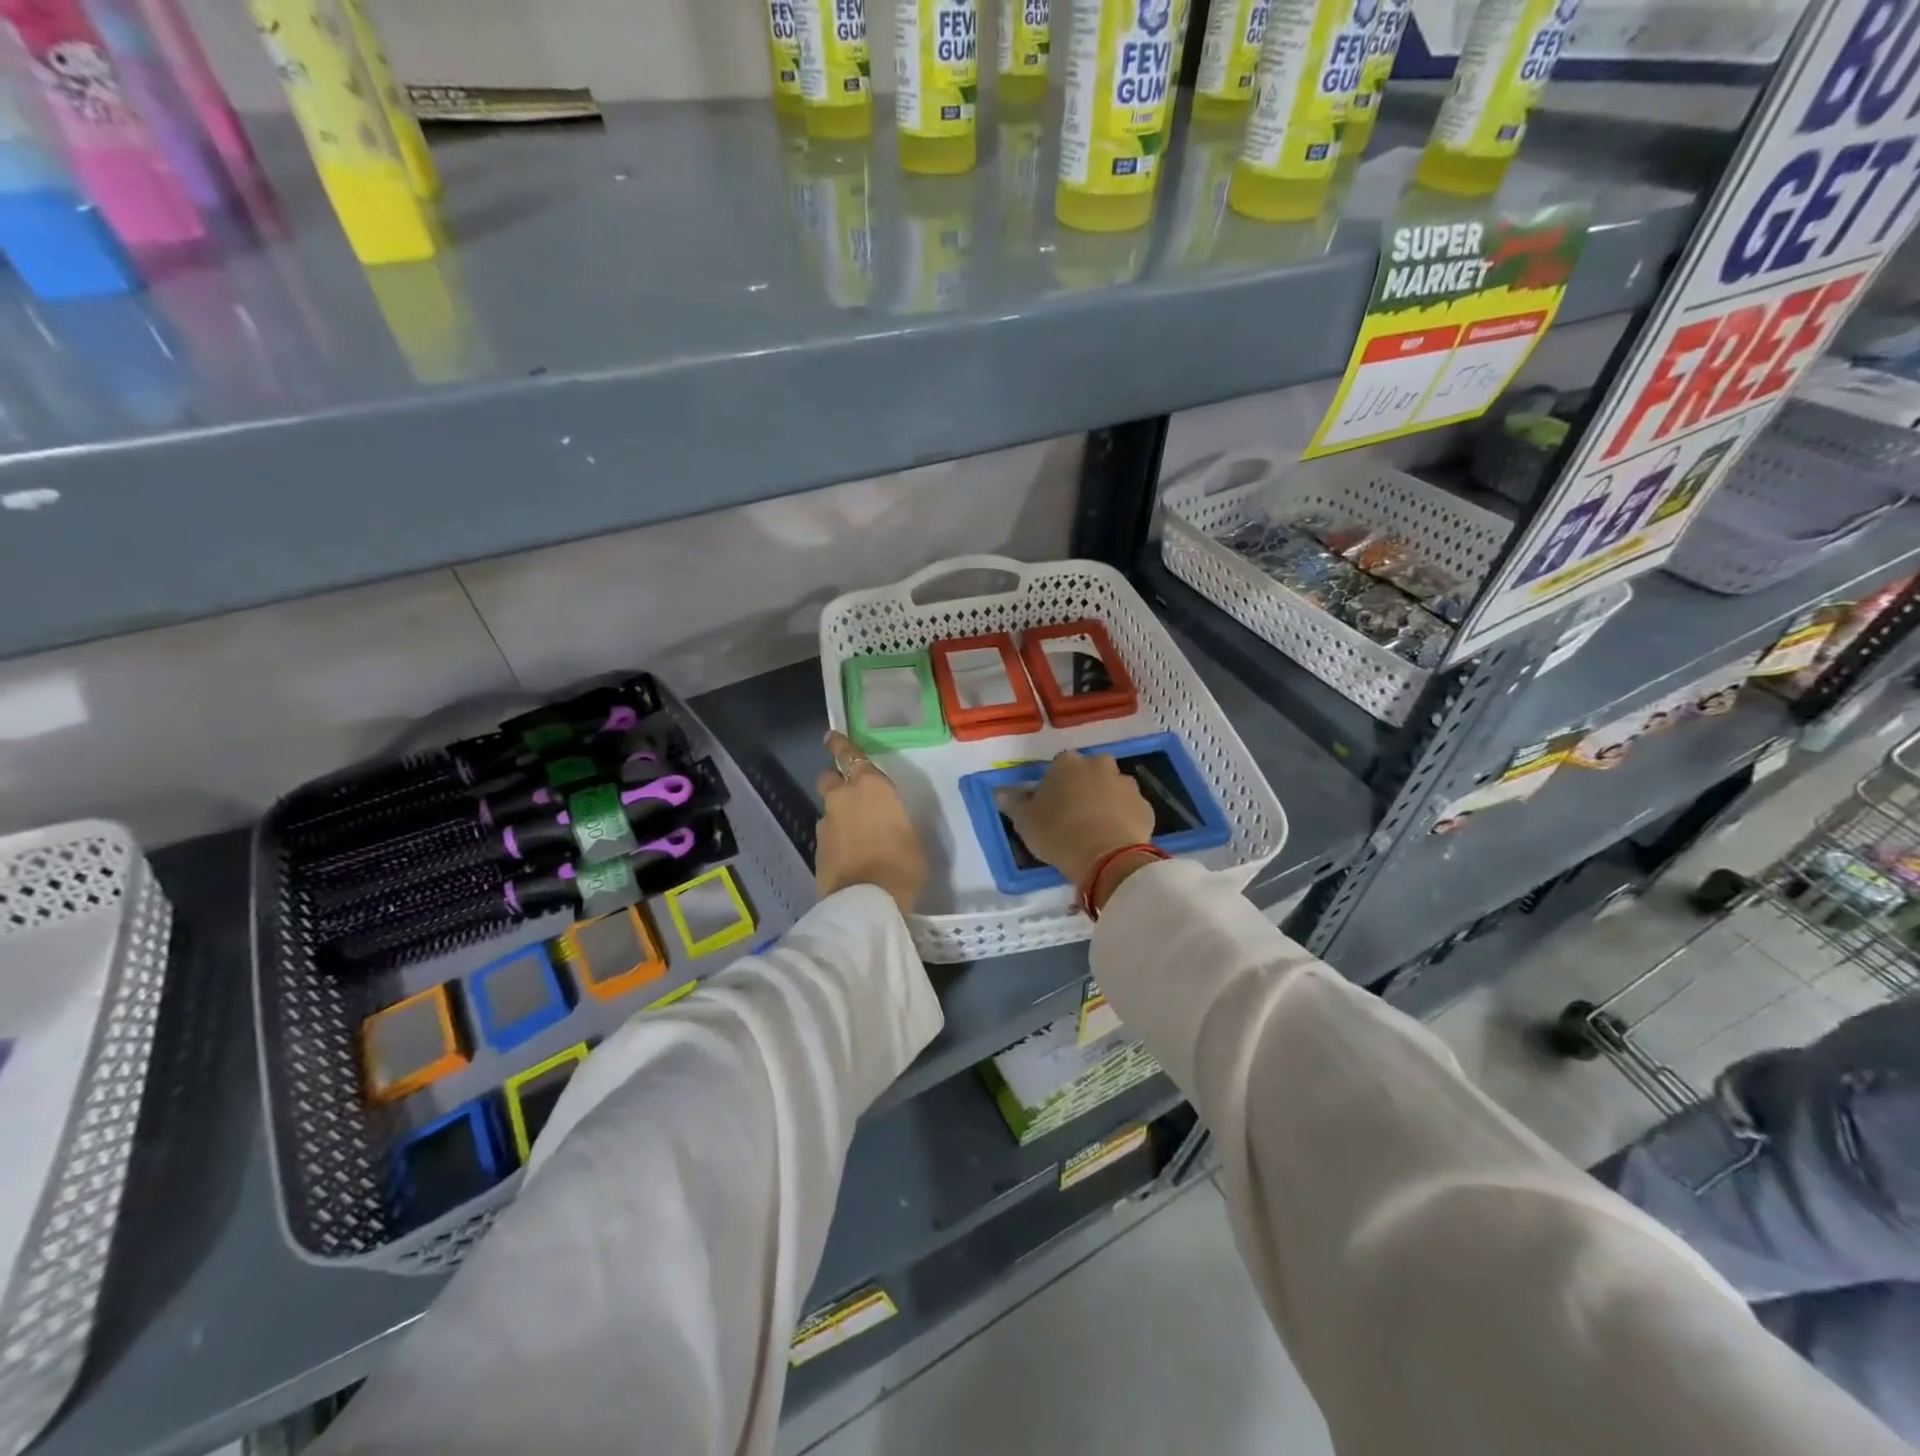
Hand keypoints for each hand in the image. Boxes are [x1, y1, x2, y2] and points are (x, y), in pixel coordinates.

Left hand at [814, 731, 926, 915]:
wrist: (866, 902)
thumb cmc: (902, 864)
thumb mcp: (912, 836)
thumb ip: (893, 819)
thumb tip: (886, 821)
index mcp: (871, 787)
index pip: (850, 755)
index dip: (840, 745)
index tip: (830, 736)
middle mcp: (843, 798)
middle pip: (829, 778)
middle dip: (835, 780)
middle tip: (848, 791)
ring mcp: (826, 825)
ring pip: (828, 810)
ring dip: (837, 816)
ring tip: (855, 835)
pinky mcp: (817, 850)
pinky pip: (827, 836)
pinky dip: (835, 840)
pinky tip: (849, 857)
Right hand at [1002, 750, 1154, 891]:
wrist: (1107, 857)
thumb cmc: (1058, 833)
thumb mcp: (1024, 821)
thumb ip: (1013, 803)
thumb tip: (1001, 793)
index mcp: (1067, 763)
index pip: (1057, 766)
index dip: (1053, 785)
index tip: (1049, 805)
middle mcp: (1099, 765)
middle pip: (1089, 772)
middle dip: (1083, 787)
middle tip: (1073, 815)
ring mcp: (1126, 784)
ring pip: (1112, 788)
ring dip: (1105, 801)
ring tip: (1095, 828)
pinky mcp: (1146, 806)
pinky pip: (1130, 809)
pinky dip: (1123, 818)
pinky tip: (1114, 837)